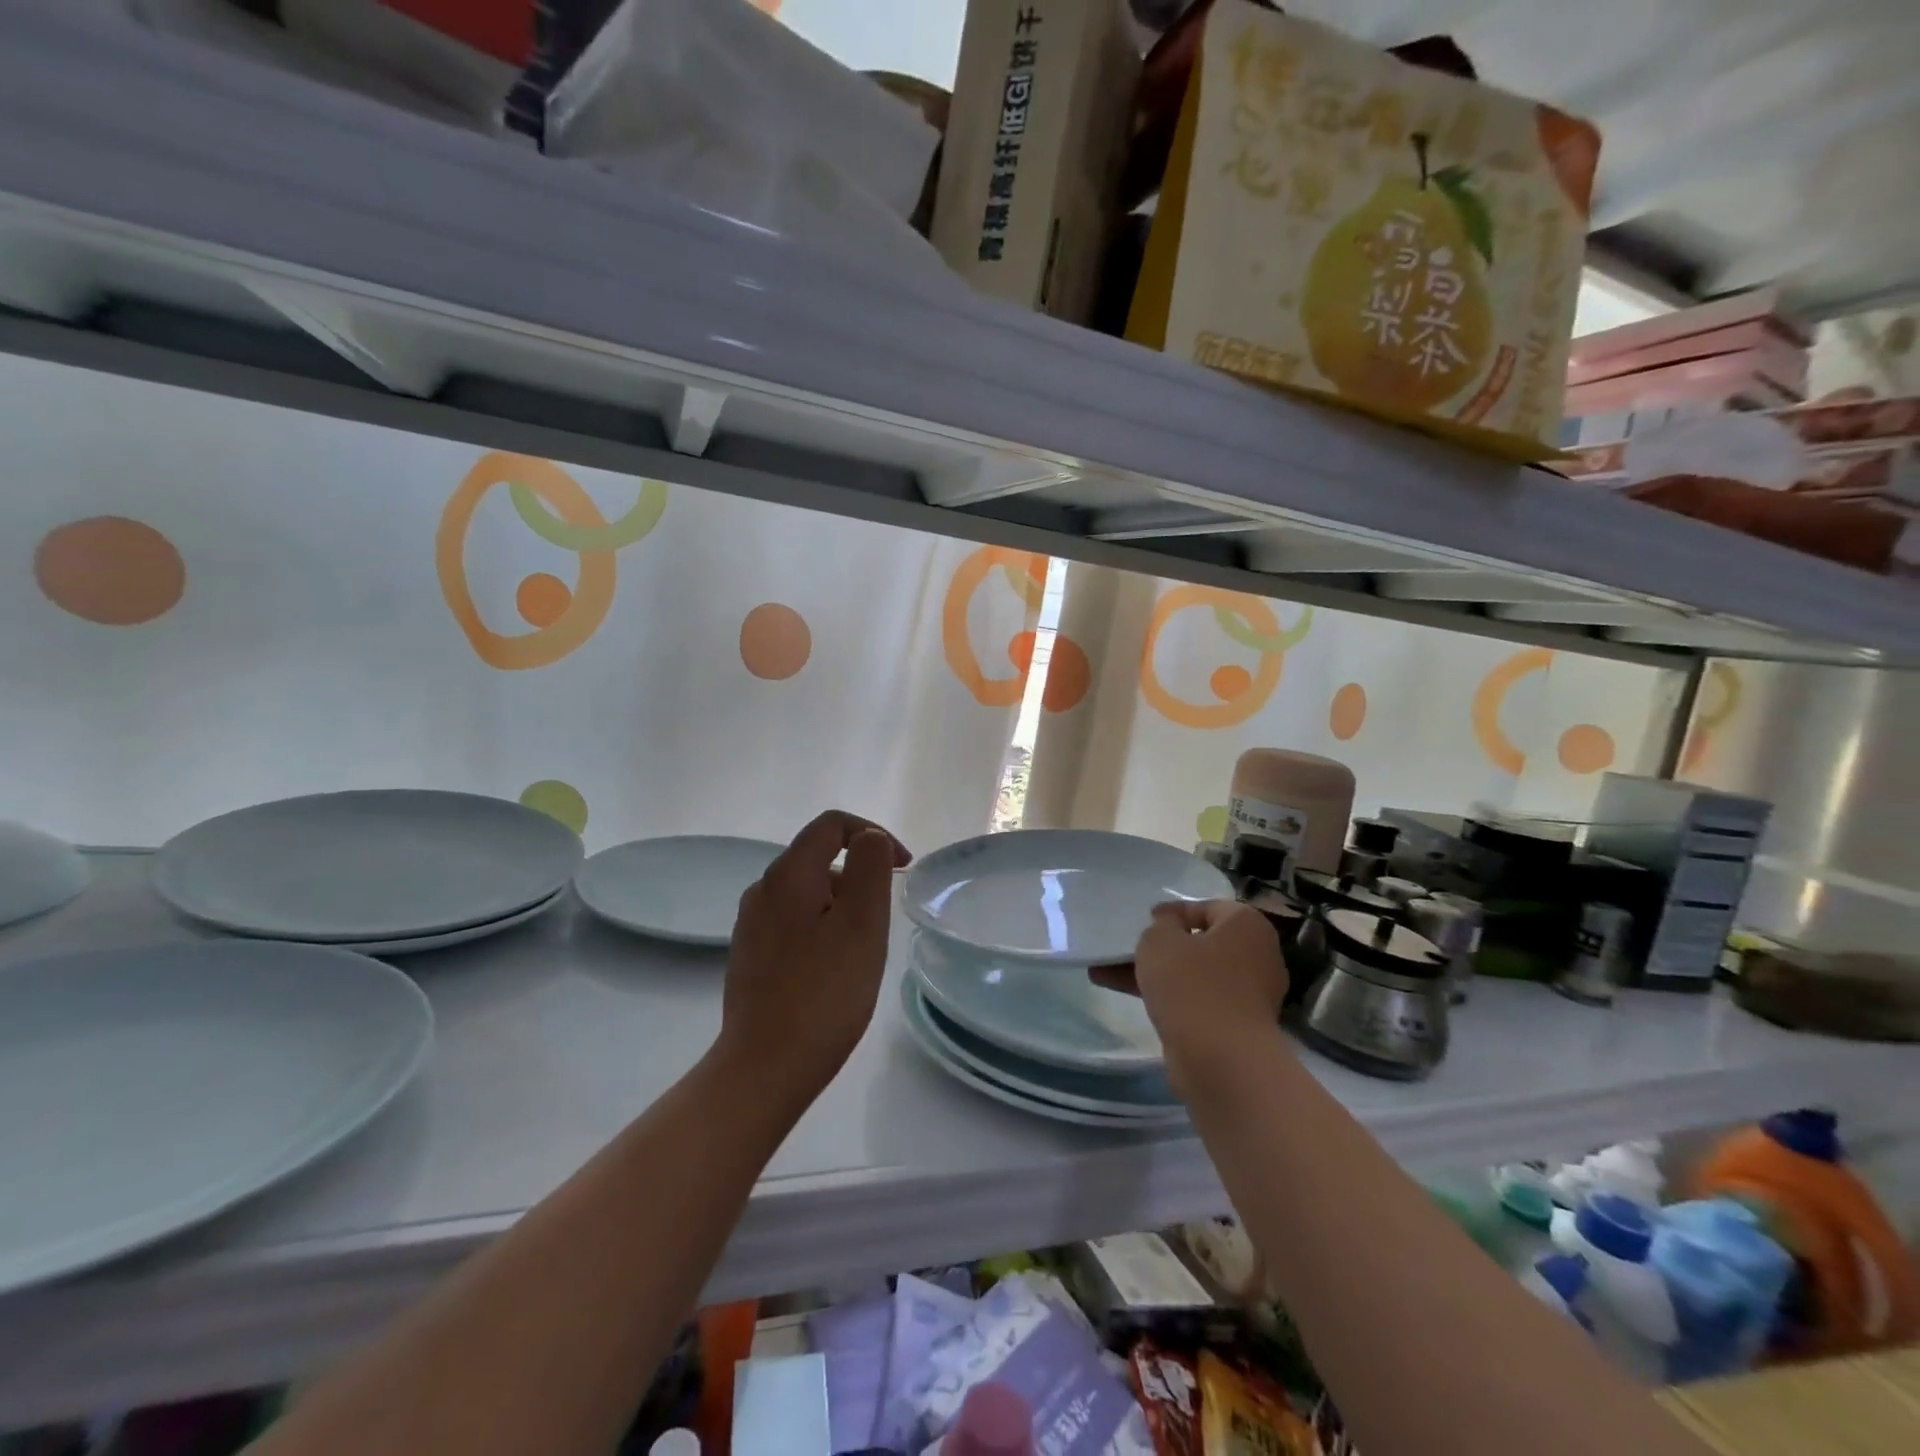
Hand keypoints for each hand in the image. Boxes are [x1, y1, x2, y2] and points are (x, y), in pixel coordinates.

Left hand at [716, 810, 911, 1101]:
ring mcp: (751, 924)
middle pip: (818, 856)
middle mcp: (763, 889)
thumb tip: (870, 839)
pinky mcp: (750, 955)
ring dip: (842, 902)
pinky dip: (822, 926)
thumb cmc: (825, 992)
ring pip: (807, 891)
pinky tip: (832, 967)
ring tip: (862, 947)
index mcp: (788, 874)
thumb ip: (869, 867)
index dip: (873, 834)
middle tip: (884, 917)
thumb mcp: (862, 923)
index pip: (832, 824)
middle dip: (859, 873)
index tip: (903, 868)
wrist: (765, 1067)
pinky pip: (794, 921)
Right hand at [1093, 900, 1285, 1093]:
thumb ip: (1161, 925)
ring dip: (1156, 973)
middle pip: (1201, 943)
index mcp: (1247, 925)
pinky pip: (1196, 1000)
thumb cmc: (1191, 984)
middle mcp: (1257, 956)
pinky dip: (1167, 997)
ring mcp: (1248, 994)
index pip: (1208, 907)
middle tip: (1129, 947)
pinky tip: (1127, 997)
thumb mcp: (1160, 940)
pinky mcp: (1235, 1026)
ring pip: (1194, 974)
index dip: (1173, 911)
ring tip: (1108, 972)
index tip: (1145, 920)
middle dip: (1161, 946)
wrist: (1220, 1060)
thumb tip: (1170, 927)